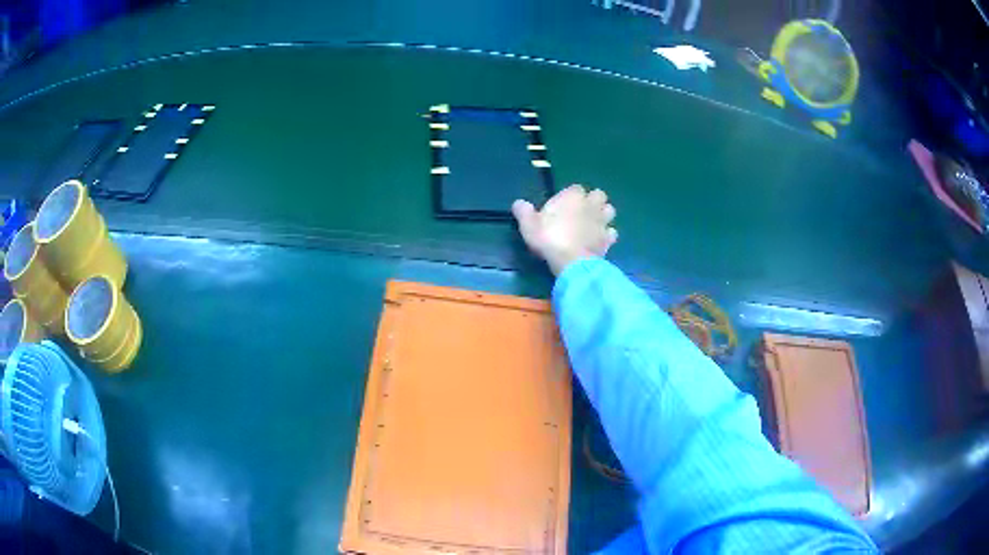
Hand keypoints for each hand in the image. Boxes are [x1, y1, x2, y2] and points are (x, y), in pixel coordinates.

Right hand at [512, 185, 617, 275]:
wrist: (572, 262)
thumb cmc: (549, 238)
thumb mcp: (529, 224)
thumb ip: (524, 211)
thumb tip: (519, 203)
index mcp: (572, 196)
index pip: (576, 187)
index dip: (570, 195)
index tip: (563, 205)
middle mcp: (590, 204)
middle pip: (598, 194)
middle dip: (593, 200)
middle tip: (582, 211)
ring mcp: (602, 221)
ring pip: (609, 210)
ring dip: (603, 214)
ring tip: (593, 223)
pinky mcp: (608, 239)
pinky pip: (612, 232)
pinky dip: (607, 235)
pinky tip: (599, 240)